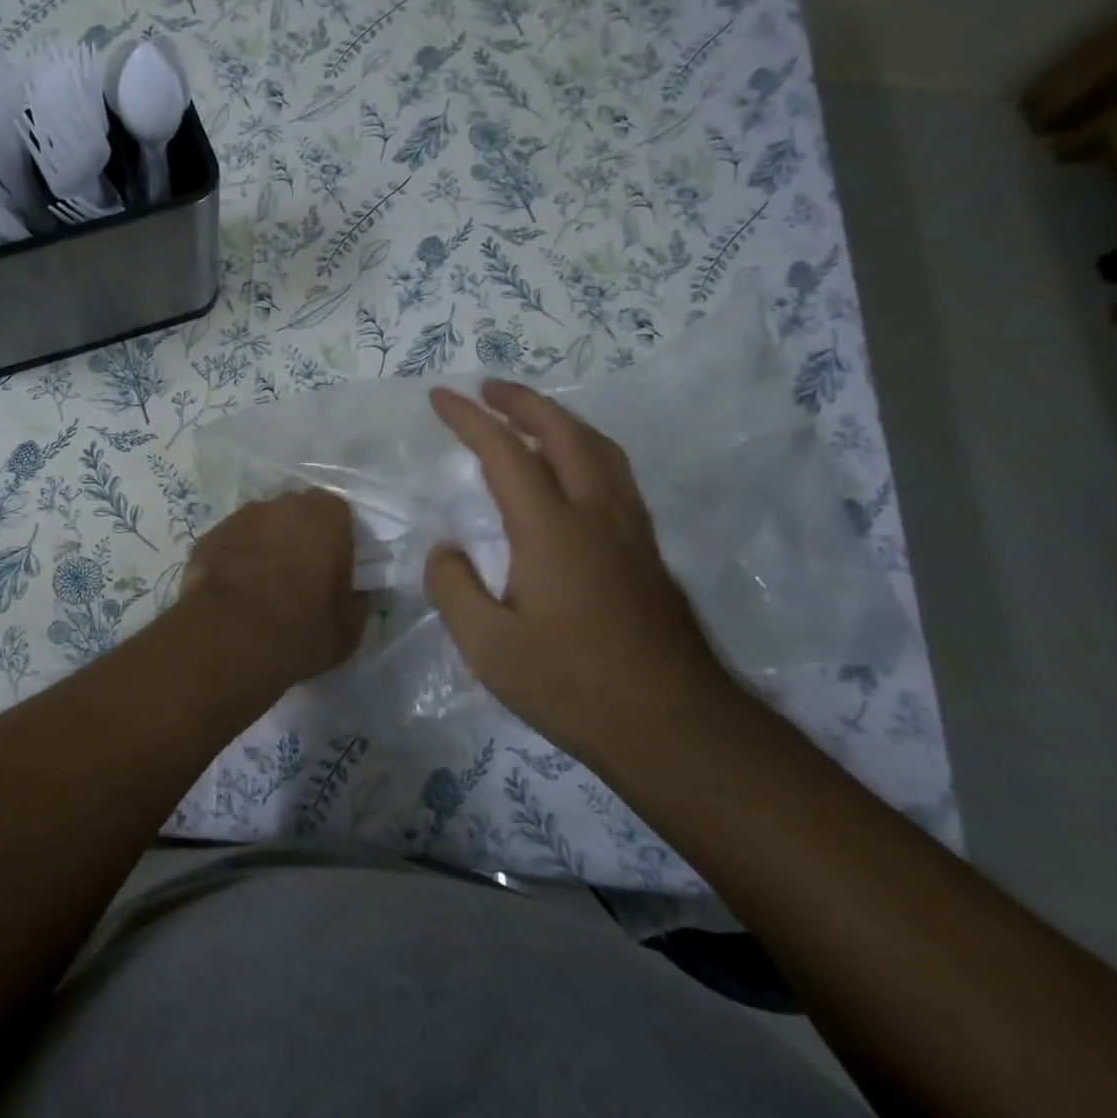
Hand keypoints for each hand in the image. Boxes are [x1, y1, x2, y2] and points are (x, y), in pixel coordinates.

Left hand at [180, 489, 363, 691]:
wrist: (227, 637)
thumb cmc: (299, 630)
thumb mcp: (346, 631)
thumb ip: (355, 605)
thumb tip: (353, 598)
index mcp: (326, 517)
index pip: (338, 514)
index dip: (335, 542)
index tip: (331, 572)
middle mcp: (282, 505)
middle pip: (296, 514)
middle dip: (297, 537)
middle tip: (297, 577)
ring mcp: (240, 516)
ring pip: (260, 525)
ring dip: (264, 545)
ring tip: (260, 586)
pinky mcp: (208, 535)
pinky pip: (231, 542)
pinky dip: (234, 558)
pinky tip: (232, 591)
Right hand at [424, 380, 727, 766]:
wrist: (674, 729)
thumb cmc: (572, 686)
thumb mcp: (487, 648)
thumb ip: (454, 588)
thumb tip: (446, 550)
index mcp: (551, 530)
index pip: (505, 453)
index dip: (470, 419)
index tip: (441, 397)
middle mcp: (596, 515)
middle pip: (565, 433)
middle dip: (523, 401)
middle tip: (489, 388)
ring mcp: (630, 531)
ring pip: (599, 450)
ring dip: (560, 420)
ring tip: (530, 416)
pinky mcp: (648, 553)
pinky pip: (614, 475)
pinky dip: (585, 449)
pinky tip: (574, 472)